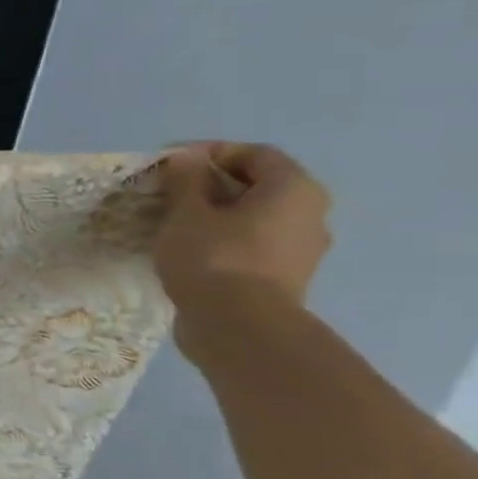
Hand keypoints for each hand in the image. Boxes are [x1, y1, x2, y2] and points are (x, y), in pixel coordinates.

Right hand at [155, 142, 332, 352]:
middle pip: (258, 185)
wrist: (239, 326)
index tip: (169, 164)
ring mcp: (300, 248)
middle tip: (168, 192)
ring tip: (173, 221)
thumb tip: (187, 158)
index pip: (254, 154)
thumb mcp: (188, 213)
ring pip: (254, 216)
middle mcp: (309, 213)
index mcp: (293, 189)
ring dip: (216, 213)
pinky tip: (189, 248)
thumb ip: (187, 181)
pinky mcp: (283, 275)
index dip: (210, 152)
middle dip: (211, 184)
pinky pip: (252, 243)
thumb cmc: (214, 257)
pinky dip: (222, 237)